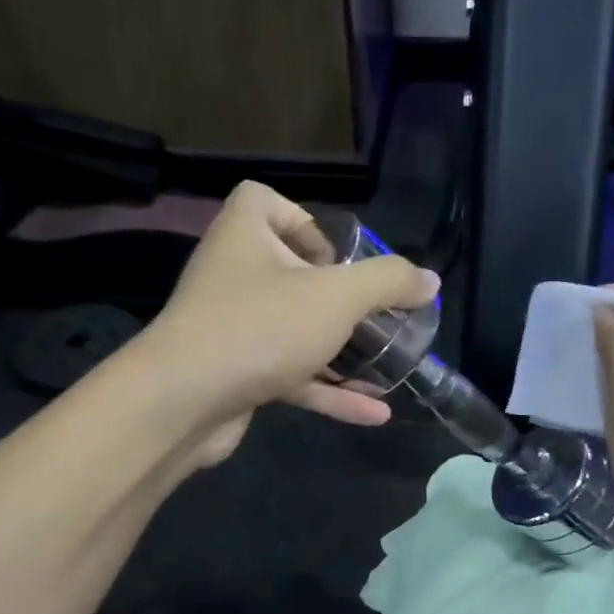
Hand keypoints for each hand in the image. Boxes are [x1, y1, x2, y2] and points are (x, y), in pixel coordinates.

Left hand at [136, 181, 438, 465]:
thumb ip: (388, 282)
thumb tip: (429, 280)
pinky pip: (291, 374)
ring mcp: (233, 328)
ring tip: (388, 366)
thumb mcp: (337, 296)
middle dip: (339, 297)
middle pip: (291, 271)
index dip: (304, 220)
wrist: (184, 402)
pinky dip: (329, 390)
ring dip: (342, 351)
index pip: (264, 200)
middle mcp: (234, 275)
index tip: (338, 256)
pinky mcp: (237, 374)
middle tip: (377, 315)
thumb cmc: (262, 326)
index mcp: (246, 235)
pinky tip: (375, 412)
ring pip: (295, 330)